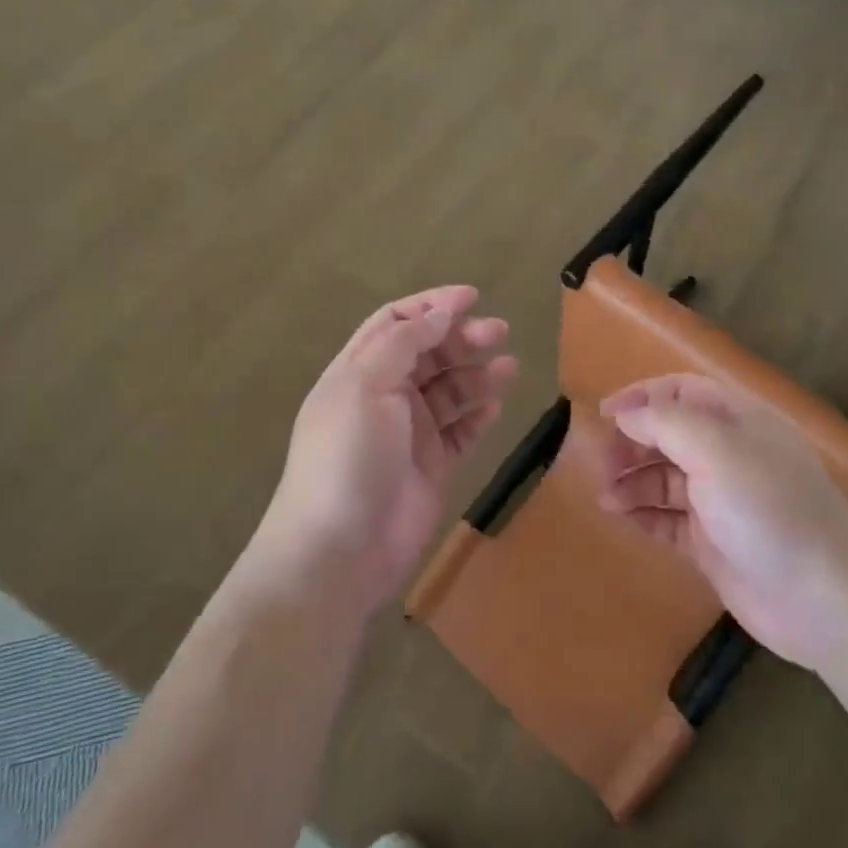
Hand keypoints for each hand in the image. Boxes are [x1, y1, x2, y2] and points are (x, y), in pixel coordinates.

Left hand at [248, 286, 516, 618]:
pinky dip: (478, 415)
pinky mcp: (432, 466)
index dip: (431, 306)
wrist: (339, 550)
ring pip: (449, 391)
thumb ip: (404, 343)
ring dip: (477, 374)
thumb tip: (440, 312)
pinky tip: (496, 405)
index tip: (471, 297)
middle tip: (498, 332)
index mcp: (359, 371)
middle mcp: (384, 396)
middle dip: (461, 338)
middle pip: (428, 353)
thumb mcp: (366, 385)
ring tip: (508, 367)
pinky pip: (460, 430)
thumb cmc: (347, 457)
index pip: (395, 324)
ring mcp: (409, 433)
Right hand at [597, 374, 847, 666]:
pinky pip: (669, 520)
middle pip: (668, 435)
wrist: (823, 599)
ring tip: (605, 499)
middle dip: (632, 443)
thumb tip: (626, 415)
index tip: (603, 414)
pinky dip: (644, 515)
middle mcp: (729, 455)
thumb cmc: (769, 509)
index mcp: (737, 421)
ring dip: (632, 482)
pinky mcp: (713, 543)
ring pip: (664, 478)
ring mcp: (720, 501)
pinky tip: (622, 519)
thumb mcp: (716, 450)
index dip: (642, 397)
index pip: (682, 392)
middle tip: (602, 464)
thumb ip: (665, 423)